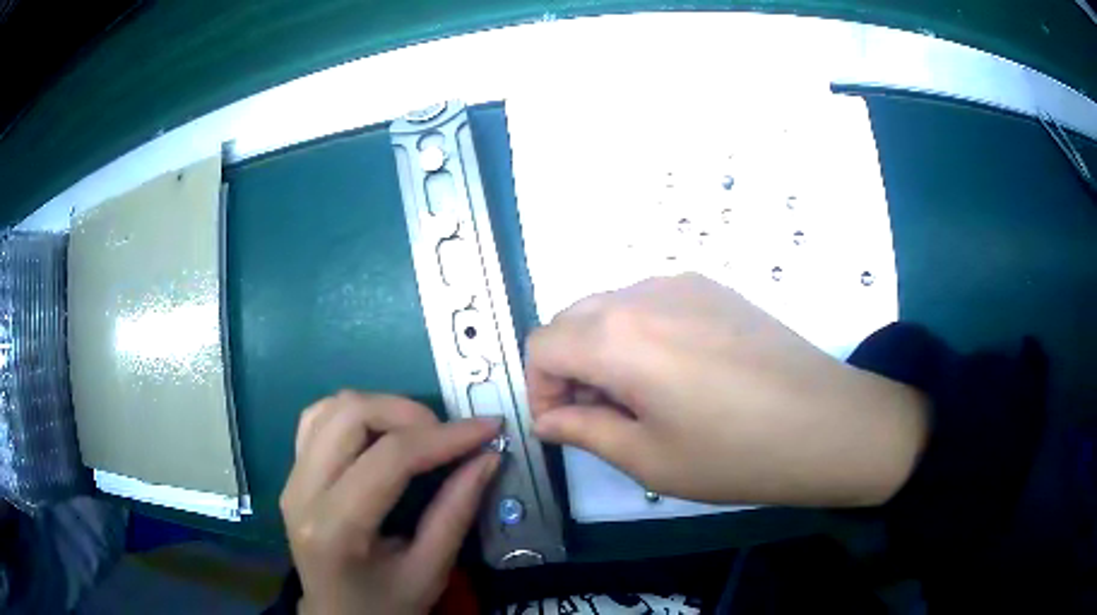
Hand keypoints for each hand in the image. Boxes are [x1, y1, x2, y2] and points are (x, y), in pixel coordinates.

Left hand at [280, 391, 500, 614]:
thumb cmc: (386, 606)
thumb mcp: (430, 571)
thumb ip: (456, 513)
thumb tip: (488, 457)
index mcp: (336, 527)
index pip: (389, 458)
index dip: (444, 436)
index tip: (488, 428)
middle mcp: (302, 492)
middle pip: (351, 415)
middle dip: (410, 413)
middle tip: (449, 436)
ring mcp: (291, 478)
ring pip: (331, 407)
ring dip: (382, 408)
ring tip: (419, 435)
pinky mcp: (292, 473)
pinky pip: (318, 419)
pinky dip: (355, 415)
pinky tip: (381, 436)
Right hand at [527, 274, 928, 507]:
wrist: (826, 423)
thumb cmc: (733, 453)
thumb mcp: (647, 459)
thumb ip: (583, 430)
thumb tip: (548, 420)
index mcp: (616, 336)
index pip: (541, 345)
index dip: (540, 388)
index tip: (565, 425)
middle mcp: (641, 293)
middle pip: (572, 319)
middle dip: (569, 366)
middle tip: (602, 414)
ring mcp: (682, 282)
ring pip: (610, 306)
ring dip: (603, 347)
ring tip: (642, 395)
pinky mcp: (713, 286)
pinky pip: (651, 301)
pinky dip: (640, 331)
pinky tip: (680, 371)